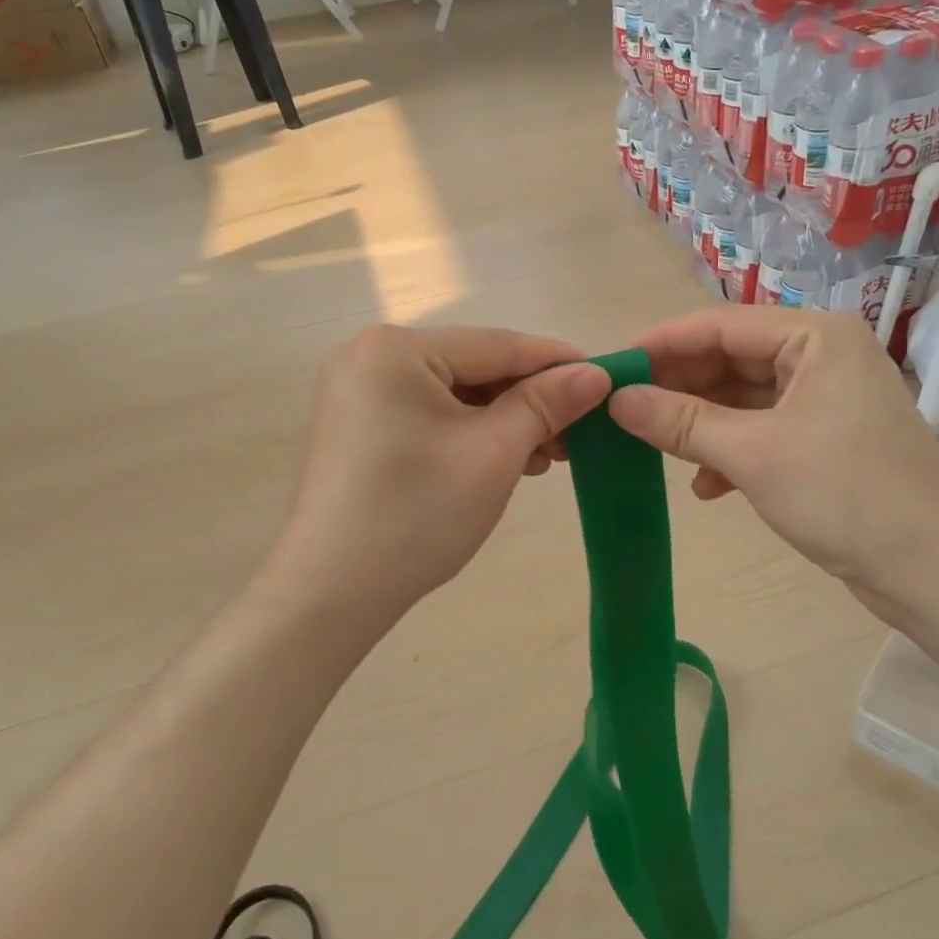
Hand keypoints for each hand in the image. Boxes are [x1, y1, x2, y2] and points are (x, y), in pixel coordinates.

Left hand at [257, 325, 610, 645]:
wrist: (330, 594)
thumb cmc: (417, 516)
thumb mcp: (493, 454)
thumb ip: (546, 404)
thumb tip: (595, 373)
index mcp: (396, 349)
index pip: (497, 344)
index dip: (557, 361)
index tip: (607, 376)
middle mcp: (370, 355)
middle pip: (474, 366)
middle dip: (529, 399)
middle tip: (578, 432)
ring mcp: (358, 390)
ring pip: (454, 392)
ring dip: (503, 418)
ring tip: (546, 453)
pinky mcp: (358, 424)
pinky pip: (429, 412)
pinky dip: (469, 431)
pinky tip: (504, 457)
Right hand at [608, 306, 938, 623]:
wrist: (937, 572)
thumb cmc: (847, 495)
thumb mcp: (754, 454)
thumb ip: (681, 421)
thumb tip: (617, 399)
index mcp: (814, 336)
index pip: (720, 325)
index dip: (662, 345)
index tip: (611, 368)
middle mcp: (822, 356)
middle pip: (731, 359)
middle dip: (679, 388)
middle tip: (624, 411)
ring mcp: (826, 399)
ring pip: (743, 398)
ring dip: (701, 424)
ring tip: (654, 447)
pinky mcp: (826, 440)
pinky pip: (762, 429)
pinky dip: (730, 451)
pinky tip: (705, 486)